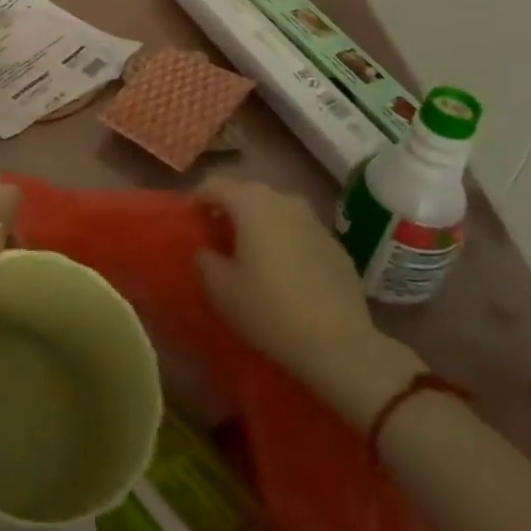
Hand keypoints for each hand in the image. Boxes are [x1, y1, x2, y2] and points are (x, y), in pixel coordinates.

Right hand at [196, 178, 424, 426]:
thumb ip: (205, 259)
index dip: (198, 200)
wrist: (340, 345)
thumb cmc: (269, 311)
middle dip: (229, 208)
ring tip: (251, 249)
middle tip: (218, 235)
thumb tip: (208, 249)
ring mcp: (314, 220)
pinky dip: (286, 239)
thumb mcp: (220, 289)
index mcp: (251, 203)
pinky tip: (285, 269)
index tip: (191, 221)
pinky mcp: (336, 244)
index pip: (215, 185)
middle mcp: (283, 201)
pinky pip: (300, 230)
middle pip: (247, 192)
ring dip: (260, 221)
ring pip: (277, 209)